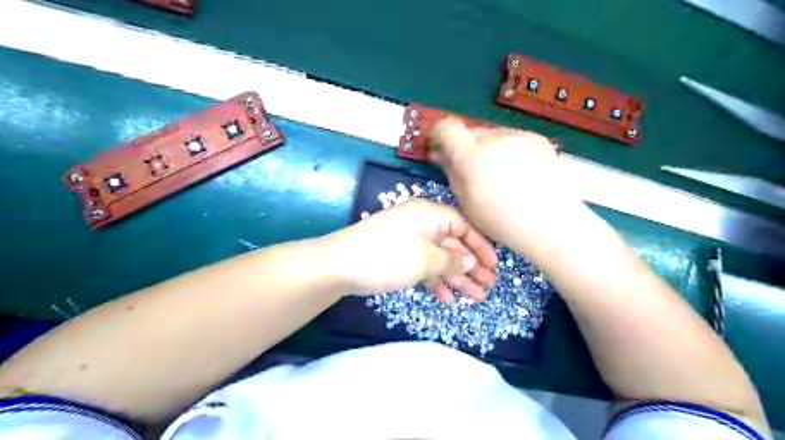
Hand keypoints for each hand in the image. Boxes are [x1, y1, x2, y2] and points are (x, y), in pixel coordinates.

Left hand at [325, 197, 494, 302]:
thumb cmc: (386, 256)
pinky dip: (435, 280)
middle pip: (453, 244)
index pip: (463, 226)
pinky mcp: (399, 257)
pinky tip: (447, 298)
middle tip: (489, 286)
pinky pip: (424, 267)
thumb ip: (450, 260)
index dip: (480, 246)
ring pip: (440, 258)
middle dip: (471, 266)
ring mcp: (410, 241)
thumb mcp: (424, 259)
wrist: (339, 265)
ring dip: (457, 277)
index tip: (494, 266)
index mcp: (429, 215)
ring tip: (477, 297)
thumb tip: (469, 261)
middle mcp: (421, 225)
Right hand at [426, 119, 584, 259]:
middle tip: (470, 169)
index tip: (438, 148)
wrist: (552, 223)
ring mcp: (518, 136)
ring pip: (491, 135)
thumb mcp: (467, 203)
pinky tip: (517, 173)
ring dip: (486, 149)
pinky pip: (511, 139)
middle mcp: (495, 138)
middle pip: (469, 132)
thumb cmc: (503, 222)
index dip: (438, 135)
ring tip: (497, 175)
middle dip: (464, 147)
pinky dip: (507, 151)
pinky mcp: (537, 139)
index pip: (446, 128)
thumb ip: (451, 173)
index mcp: (473, 156)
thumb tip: (439, 154)